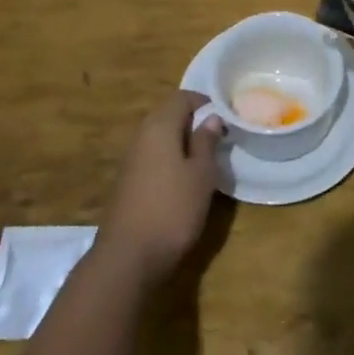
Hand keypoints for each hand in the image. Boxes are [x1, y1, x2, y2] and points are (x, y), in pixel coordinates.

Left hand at [96, 90, 221, 287]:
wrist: (128, 257)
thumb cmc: (172, 209)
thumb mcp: (201, 174)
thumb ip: (206, 142)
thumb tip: (211, 117)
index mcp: (159, 126)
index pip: (182, 97)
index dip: (205, 102)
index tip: (226, 118)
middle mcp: (141, 136)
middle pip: (168, 114)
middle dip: (194, 122)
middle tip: (219, 139)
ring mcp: (131, 159)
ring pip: (160, 137)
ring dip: (182, 142)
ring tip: (206, 160)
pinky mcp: (127, 182)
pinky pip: (152, 157)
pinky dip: (170, 159)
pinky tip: (184, 181)